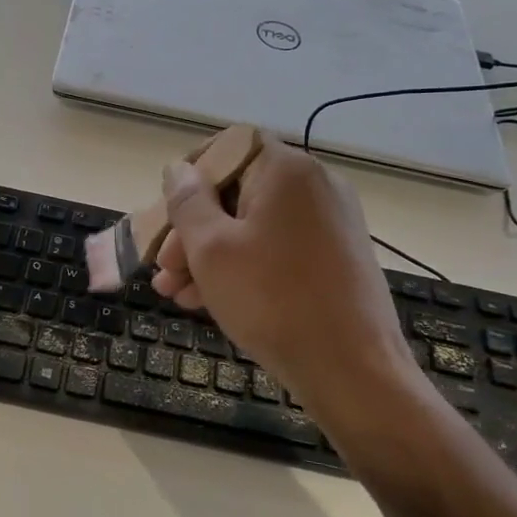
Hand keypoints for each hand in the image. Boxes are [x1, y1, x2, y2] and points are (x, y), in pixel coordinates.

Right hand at [151, 139, 426, 440]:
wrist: (354, 371)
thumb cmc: (272, 300)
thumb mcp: (211, 249)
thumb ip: (187, 202)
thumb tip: (178, 170)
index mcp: (287, 170)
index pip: (228, 145)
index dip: (191, 173)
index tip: (166, 210)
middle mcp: (314, 186)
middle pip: (238, 190)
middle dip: (192, 228)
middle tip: (163, 267)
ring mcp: (331, 223)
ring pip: (254, 225)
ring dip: (210, 253)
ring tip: (175, 293)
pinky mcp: (337, 257)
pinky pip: (278, 247)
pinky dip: (244, 265)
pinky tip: (209, 300)